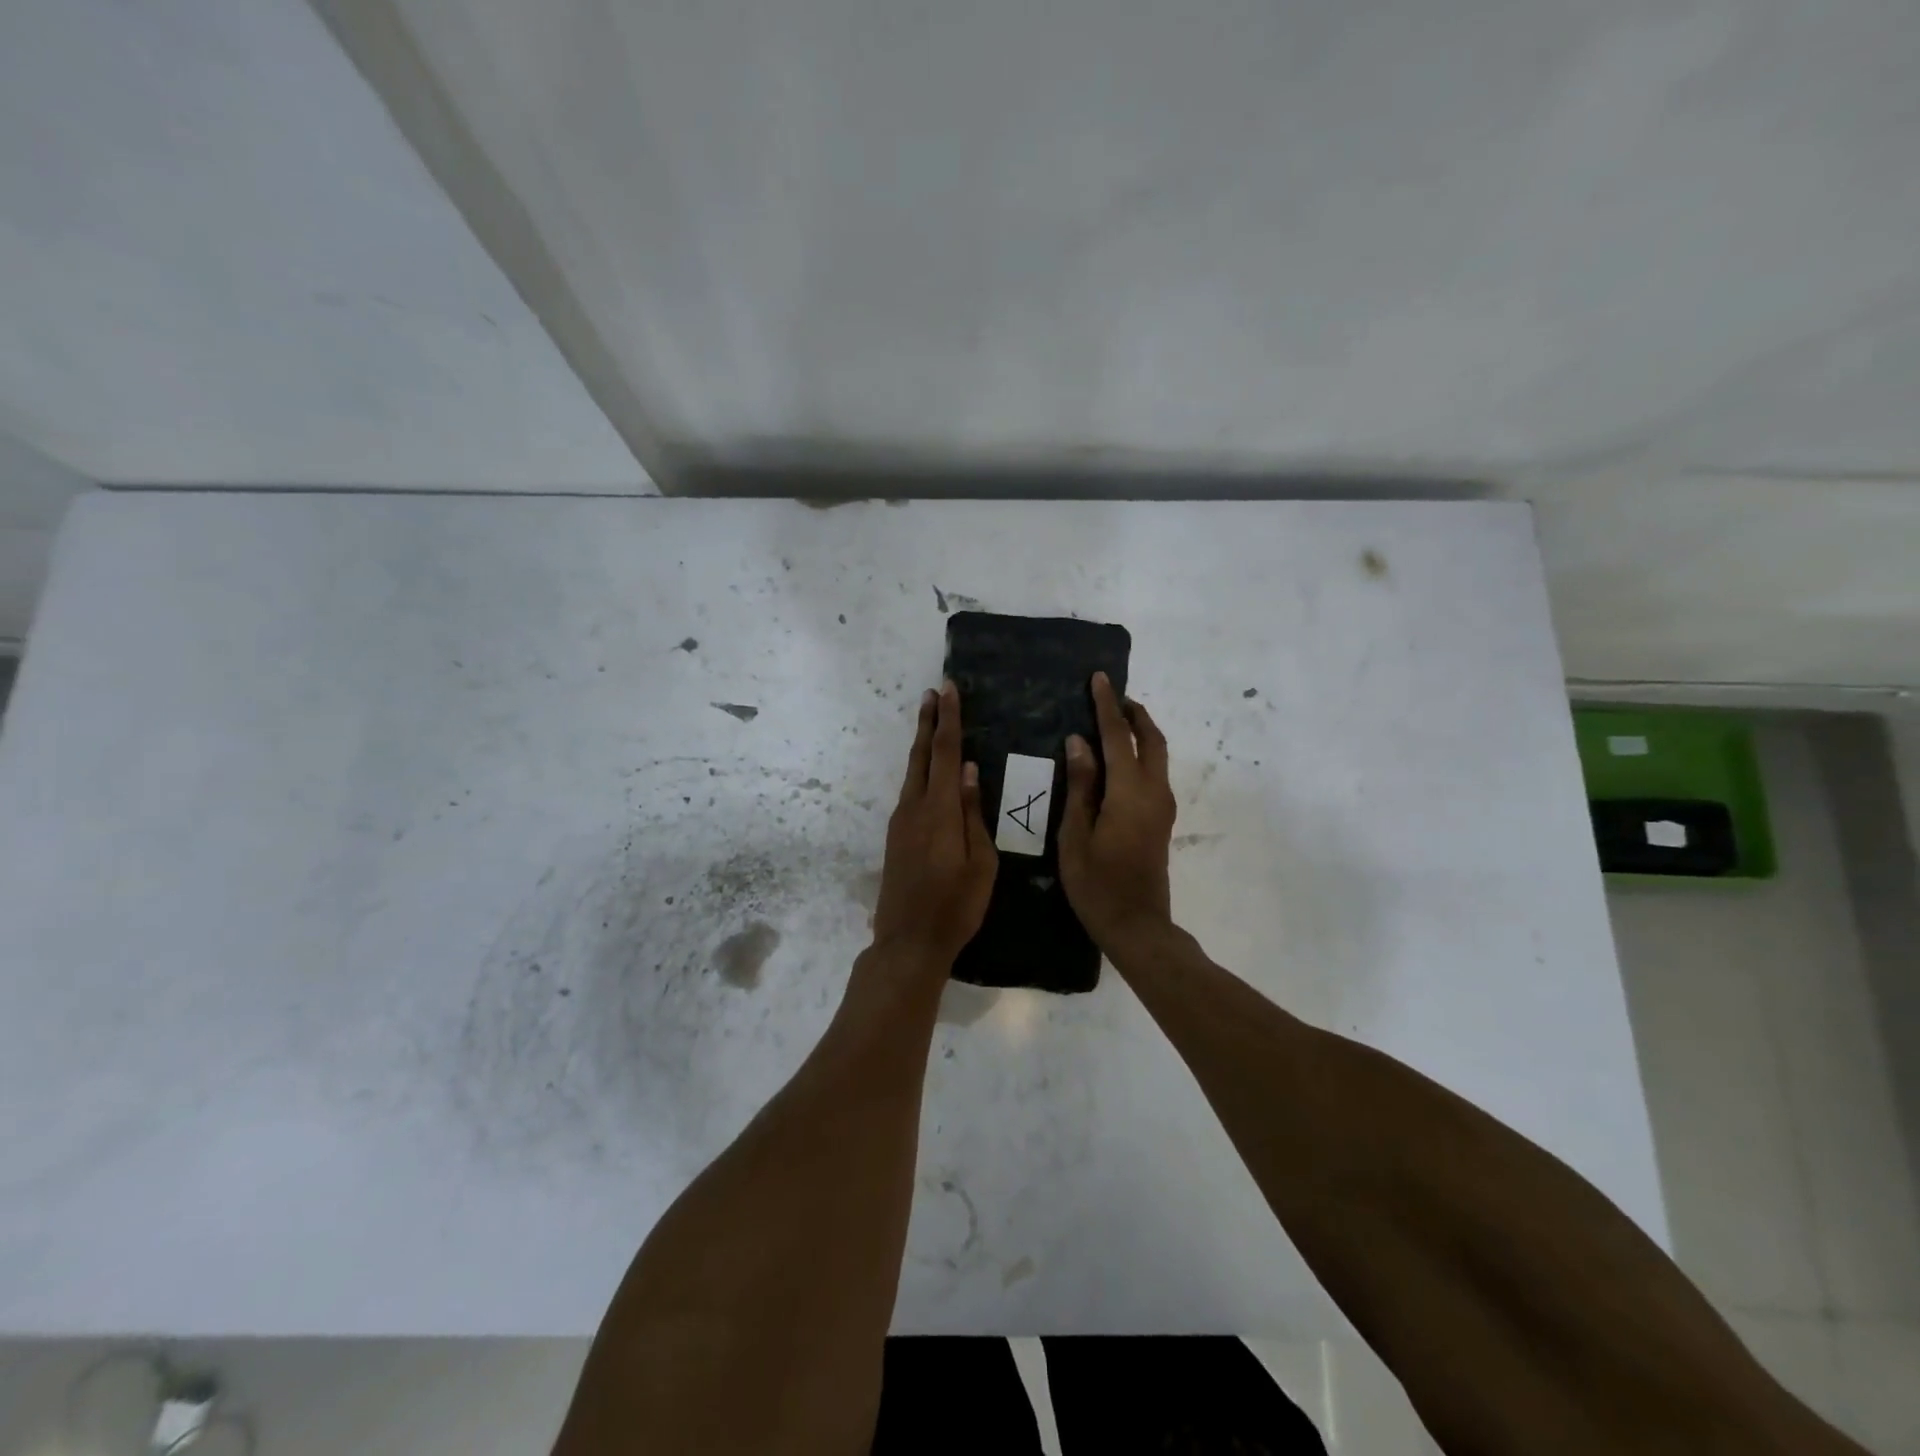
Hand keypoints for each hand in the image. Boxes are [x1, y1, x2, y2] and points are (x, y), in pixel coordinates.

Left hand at [869, 681, 997, 966]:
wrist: (908, 941)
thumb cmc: (956, 905)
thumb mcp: (981, 863)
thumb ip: (974, 814)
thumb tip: (971, 772)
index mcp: (940, 811)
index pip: (947, 753)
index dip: (949, 720)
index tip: (949, 690)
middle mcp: (915, 807)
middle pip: (922, 755)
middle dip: (929, 722)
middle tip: (934, 692)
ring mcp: (900, 821)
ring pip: (913, 771)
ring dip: (922, 743)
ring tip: (931, 721)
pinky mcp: (895, 835)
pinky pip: (910, 790)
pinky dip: (920, 769)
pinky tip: (928, 771)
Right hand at [1059, 672, 1176, 951]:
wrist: (1137, 925)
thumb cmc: (1097, 884)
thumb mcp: (1075, 835)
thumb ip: (1080, 786)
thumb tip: (1079, 742)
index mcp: (1129, 793)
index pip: (1116, 737)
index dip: (1106, 706)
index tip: (1099, 678)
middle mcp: (1154, 792)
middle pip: (1151, 740)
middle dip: (1134, 714)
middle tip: (1111, 697)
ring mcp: (1162, 807)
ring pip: (1158, 755)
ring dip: (1140, 733)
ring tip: (1113, 722)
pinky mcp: (1161, 820)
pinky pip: (1155, 773)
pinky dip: (1141, 754)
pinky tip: (1118, 760)